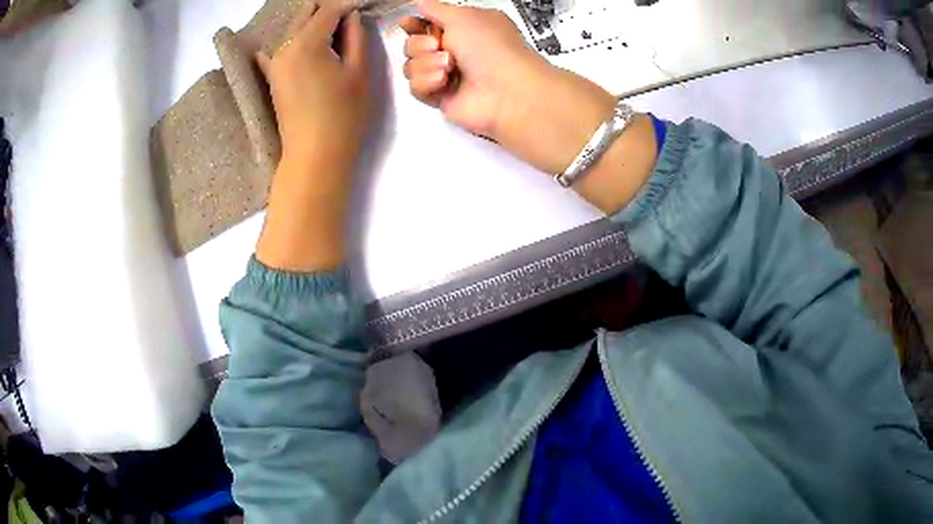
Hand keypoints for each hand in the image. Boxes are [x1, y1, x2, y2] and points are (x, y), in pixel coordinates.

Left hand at [255, 2, 368, 272]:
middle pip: (305, 13)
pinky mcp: (272, 77)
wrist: (314, 157)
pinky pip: (279, 49)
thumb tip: (353, 16)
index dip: (349, 5)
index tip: (364, 8)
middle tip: (350, 20)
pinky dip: (294, 41)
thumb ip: (356, 37)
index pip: (329, 9)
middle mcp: (284, 46)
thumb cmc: (343, 116)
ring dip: (314, 23)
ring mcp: (274, 62)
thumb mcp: (359, 72)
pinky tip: (305, 43)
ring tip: (336, 32)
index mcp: (307, 43)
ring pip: (293, 28)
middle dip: (328, 10)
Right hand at [400, 0, 617, 174]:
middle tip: (443, 47)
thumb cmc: (496, 49)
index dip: (416, 22)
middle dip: (421, 42)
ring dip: (424, 62)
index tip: (414, 22)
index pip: (426, 21)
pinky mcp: (445, 99)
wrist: (512, 92)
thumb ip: (437, 6)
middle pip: (413, 42)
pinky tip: (445, 81)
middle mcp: (455, 49)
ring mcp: (450, 75)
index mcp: (463, 28)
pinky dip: (426, 81)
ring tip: (449, 66)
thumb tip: (416, 1)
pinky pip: (416, 87)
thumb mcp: (466, 17)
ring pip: (411, 64)